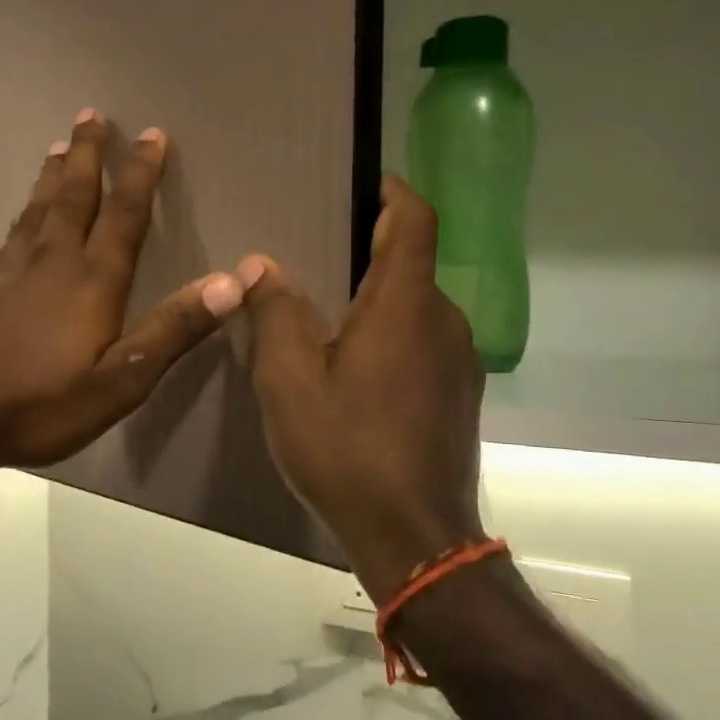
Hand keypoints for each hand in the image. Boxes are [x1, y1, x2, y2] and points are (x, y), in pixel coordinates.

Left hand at [0, 112, 250, 491]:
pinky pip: (12, 231)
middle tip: (92, 115)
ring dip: (53, 174)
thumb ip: (172, 330)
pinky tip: (22, 215)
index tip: (151, 135)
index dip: (140, 173)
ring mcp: (9, 269)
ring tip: (59, 145)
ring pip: (38, 208)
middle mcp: (52, 260)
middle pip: (74, 195)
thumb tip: (232, 281)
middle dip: (88, 154)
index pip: (124, 214)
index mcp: (92, 280)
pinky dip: (24, 210)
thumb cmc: (36, 404)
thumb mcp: (118, 383)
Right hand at [245, 176, 485, 601]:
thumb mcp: (290, 381)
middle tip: (316, 256)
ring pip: (417, 306)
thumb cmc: (346, 449)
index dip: (393, 191)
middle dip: (370, 249)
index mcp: (405, 306)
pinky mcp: (460, 394)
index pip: (415, 221)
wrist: (414, 537)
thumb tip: (260, 266)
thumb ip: (276, 314)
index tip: (363, 182)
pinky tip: (354, 368)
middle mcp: (444, 321)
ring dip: (378, 298)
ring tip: (327, 315)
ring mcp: (459, 361)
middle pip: (412, 263)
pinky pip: (424, 341)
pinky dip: (392, 333)